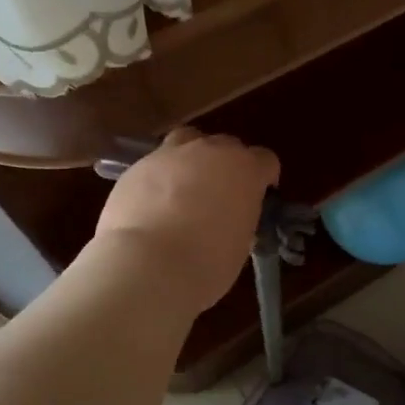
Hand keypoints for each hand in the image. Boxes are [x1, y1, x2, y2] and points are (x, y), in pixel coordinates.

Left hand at [93, 128, 278, 311]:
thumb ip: (240, 219)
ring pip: (188, 140)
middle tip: (220, 195)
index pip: (265, 160)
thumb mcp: (240, 244)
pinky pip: (156, 163)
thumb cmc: (207, 262)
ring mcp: (172, 154)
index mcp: (245, 169)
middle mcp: (211, 151)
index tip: (258, 196)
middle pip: (227, 145)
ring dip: (192, 157)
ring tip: (184, 186)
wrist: (148, 265)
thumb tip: (231, 219)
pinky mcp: (138, 165)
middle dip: (227, 165)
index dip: (264, 177)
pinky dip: (159, 178)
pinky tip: (152, 203)